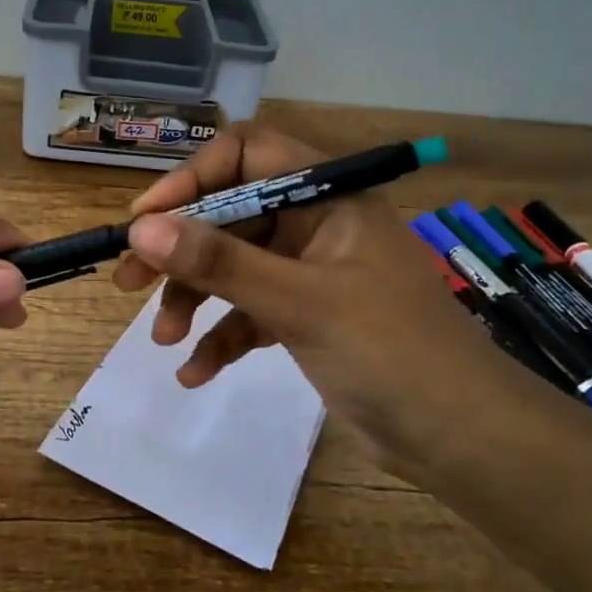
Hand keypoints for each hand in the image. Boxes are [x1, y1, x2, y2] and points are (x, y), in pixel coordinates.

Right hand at [112, 125, 551, 484]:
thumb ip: (220, 263)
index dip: (193, 179)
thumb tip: (141, 229)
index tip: (146, 220)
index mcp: (328, 196)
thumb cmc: (391, 351)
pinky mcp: (308, 316)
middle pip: (230, 216)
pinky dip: (223, 336)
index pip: (247, 154)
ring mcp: (312, 271)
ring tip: (163, 338)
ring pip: (235, 267)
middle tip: (128, 281)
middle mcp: (317, 223)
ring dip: (195, 299)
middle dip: (180, 251)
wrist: (462, 437)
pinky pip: (251, 312)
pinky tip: (196, 373)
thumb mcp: (300, 302)